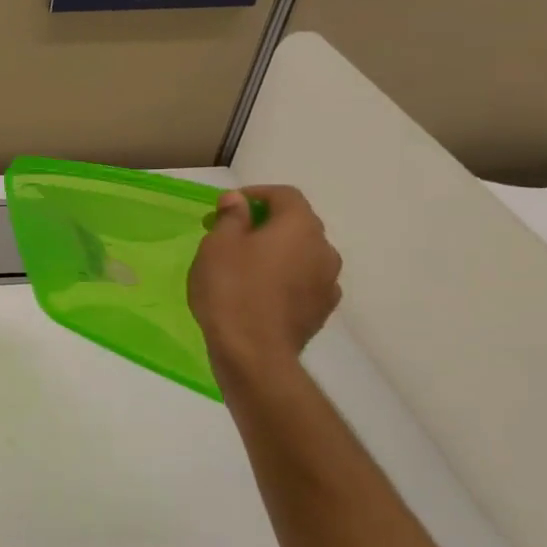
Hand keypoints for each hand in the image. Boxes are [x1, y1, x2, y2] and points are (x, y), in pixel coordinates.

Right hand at [189, 185, 342, 379]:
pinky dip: (284, 278)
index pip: (285, 195)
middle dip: (264, 224)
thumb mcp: (218, 246)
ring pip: (302, 254)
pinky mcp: (322, 309)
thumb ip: (231, 217)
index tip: (227, 206)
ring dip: (276, 252)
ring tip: (243, 266)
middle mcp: (324, 249)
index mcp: (299, 227)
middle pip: (296, 224)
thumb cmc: (231, 289)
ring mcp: (328, 282)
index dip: (256, 194)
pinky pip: (304, 281)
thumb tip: (238, 200)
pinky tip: (260, 292)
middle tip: (229, 235)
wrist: (254, 351)